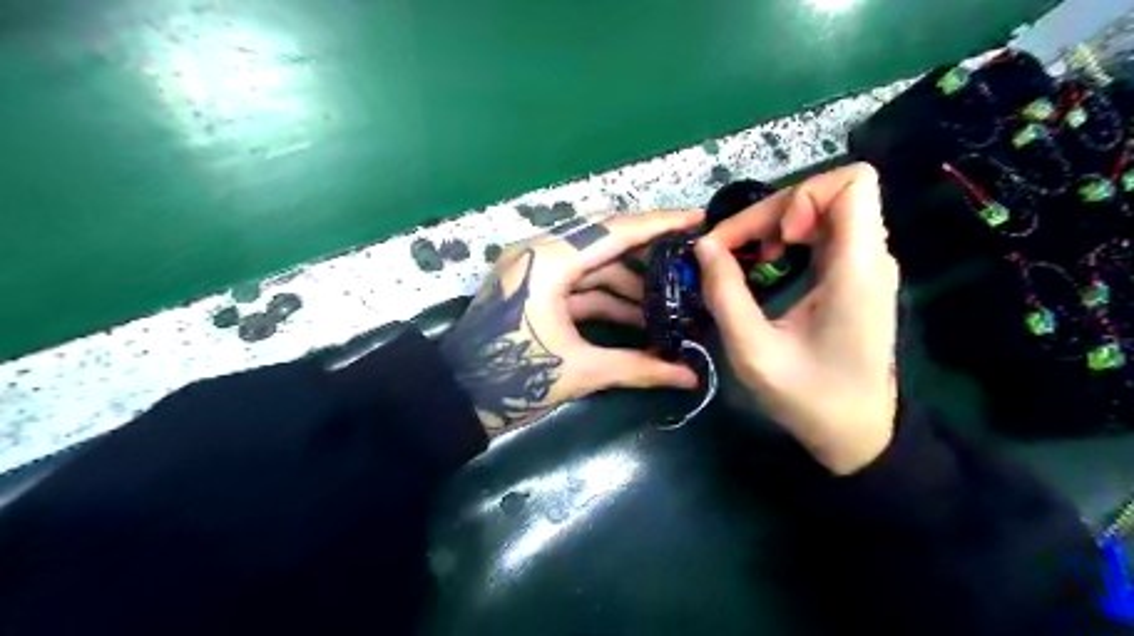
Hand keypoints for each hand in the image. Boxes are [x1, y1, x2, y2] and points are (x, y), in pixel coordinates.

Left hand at [439, 211, 701, 433]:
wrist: (456, 398)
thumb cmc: (512, 379)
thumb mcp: (581, 370)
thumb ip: (640, 368)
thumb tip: (691, 378)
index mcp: (549, 261)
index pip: (614, 231)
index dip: (659, 224)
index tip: (698, 219)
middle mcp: (540, 253)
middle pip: (604, 239)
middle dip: (648, 249)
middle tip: (690, 255)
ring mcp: (534, 269)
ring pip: (593, 263)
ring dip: (629, 280)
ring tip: (671, 296)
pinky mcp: (532, 286)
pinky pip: (578, 282)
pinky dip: (607, 296)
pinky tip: (638, 314)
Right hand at [697, 162, 899, 471]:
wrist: (858, 433)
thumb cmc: (809, 397)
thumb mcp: (753, 351)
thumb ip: (725, 293)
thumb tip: (704, 245)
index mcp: (857, 268)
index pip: (853, 182)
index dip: (803, 196)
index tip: (775, 240)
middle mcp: (870, 256)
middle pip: (827, 193)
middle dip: (773, 212)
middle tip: (735, 249)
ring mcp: (865, 266)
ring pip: (823, 210)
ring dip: (778, 225)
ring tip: (751, 260)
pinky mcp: (855, 277)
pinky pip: (823, 234)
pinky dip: (789, 241)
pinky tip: (769, 269)